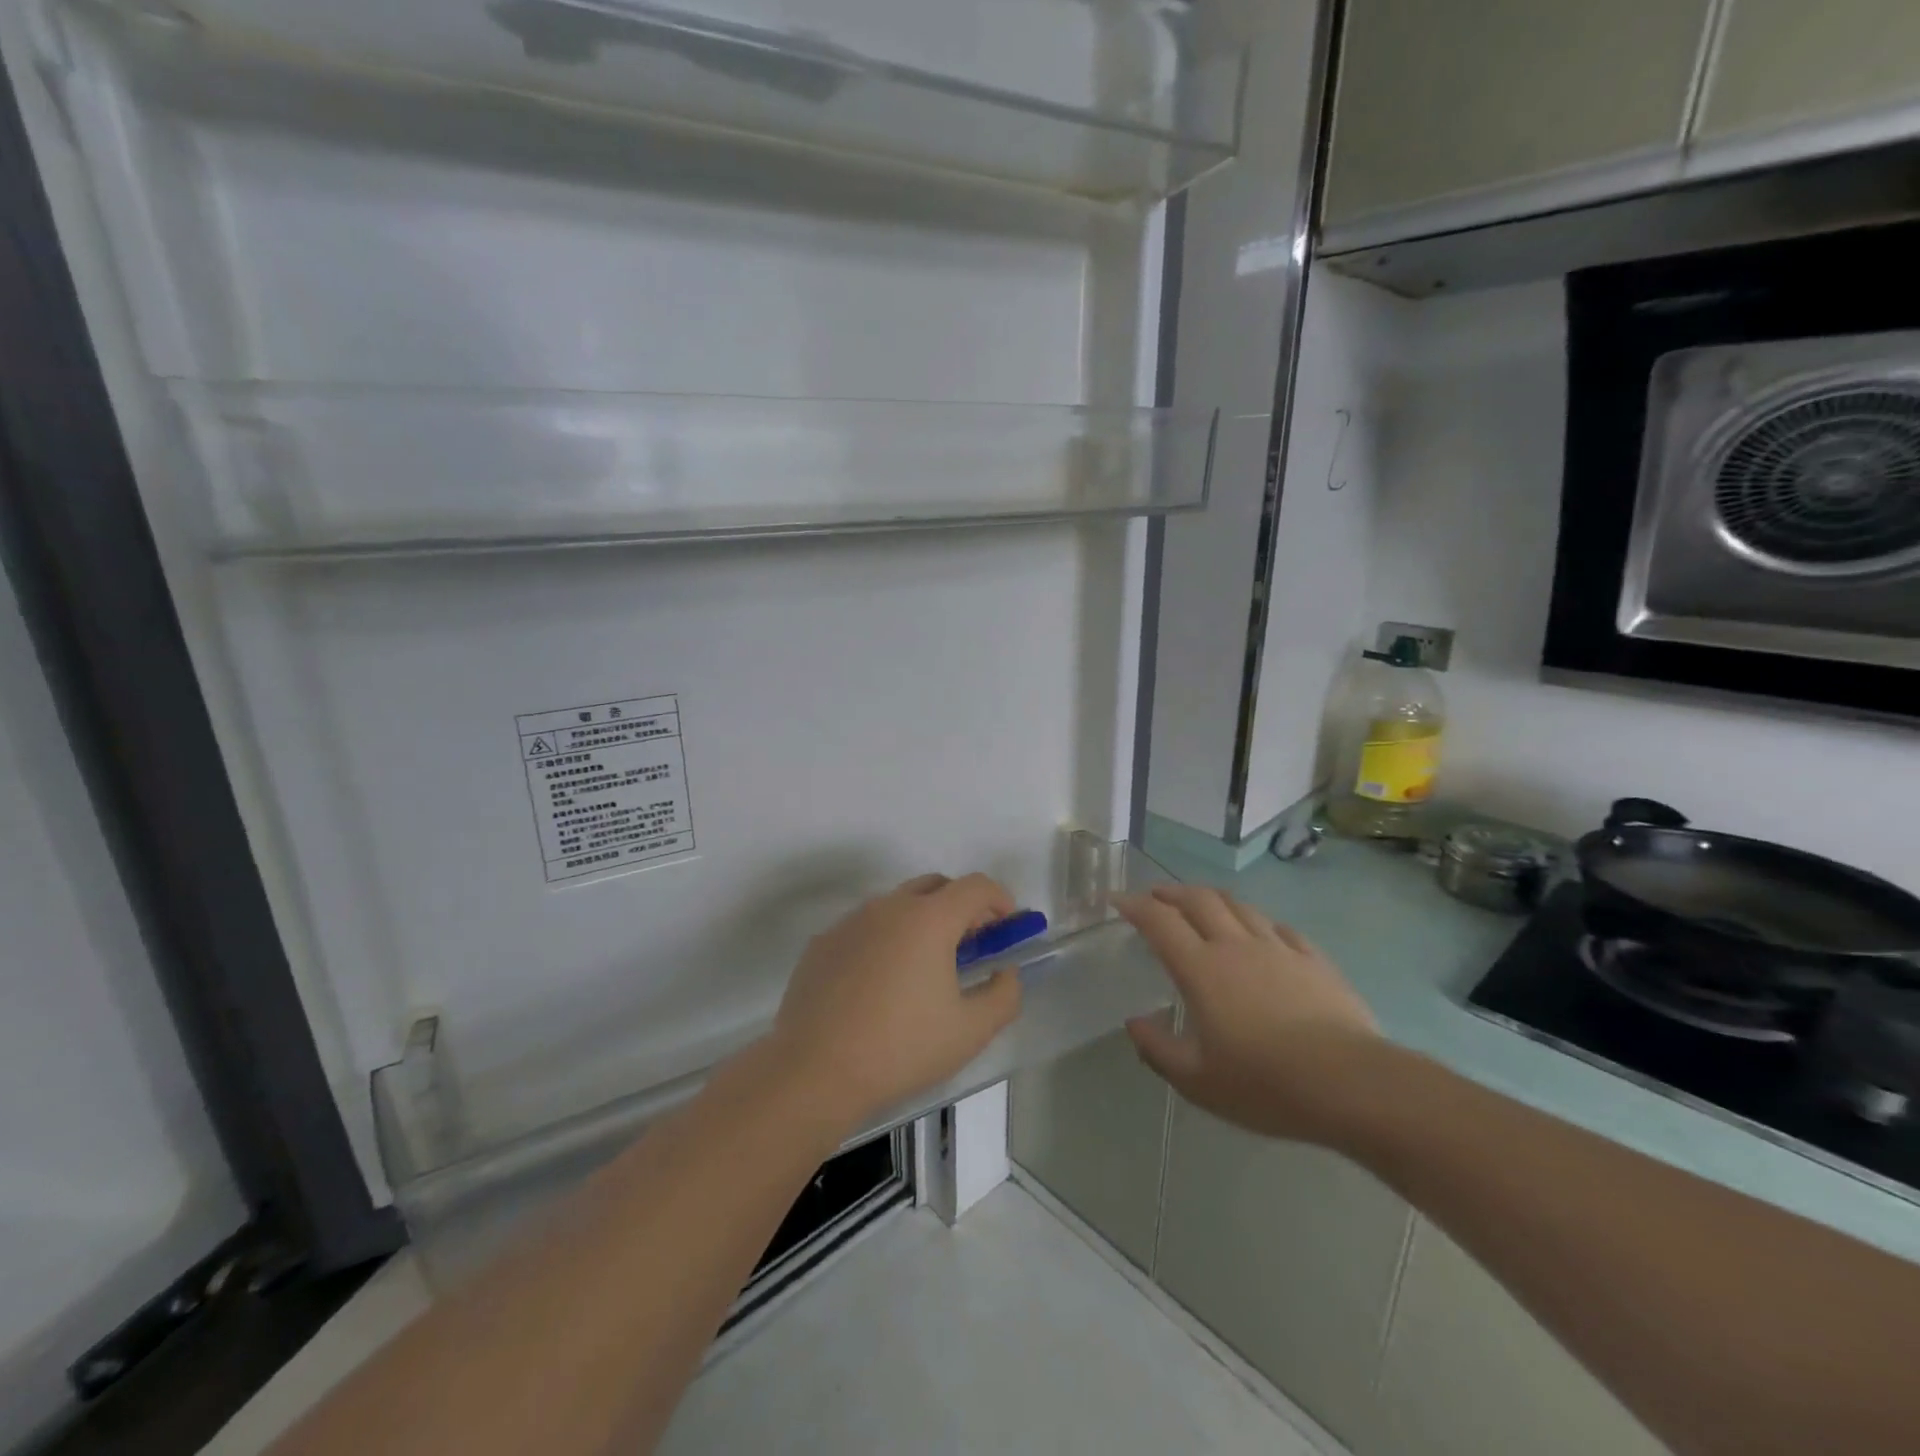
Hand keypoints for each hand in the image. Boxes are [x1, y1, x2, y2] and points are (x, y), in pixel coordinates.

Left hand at [771, 873, 1023, 1131]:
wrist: (813, 1071)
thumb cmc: (901, 1048)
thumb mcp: (971, 1031)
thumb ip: (1004, 994)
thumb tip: (1004, 972)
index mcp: (929, 918)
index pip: (976, 886)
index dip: (999, 900)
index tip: (1005, 929)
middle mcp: (889, 906)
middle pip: (936, 886)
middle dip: (961, 907)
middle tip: (969, 947)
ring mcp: (850, 921)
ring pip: (897, 905)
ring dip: (921, 923)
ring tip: (923, 971)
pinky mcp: (822, 943)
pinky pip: (865, 928)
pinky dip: (884, 941)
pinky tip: (879, 987)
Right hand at [1119, 885, 1380, 1144]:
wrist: (1350, 1084)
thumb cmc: (1264, 1083)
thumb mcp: (1197, 1081)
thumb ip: (1158, 1049)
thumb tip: (1133, 1023)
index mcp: (1201, 969)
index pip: (1160, 921)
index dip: (1135, 905)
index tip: (1117, 900)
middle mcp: (1235, 946)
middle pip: (1199, 900)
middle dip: (1171, 892)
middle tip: (1155, 896)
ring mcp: (1278, 949)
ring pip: (1239, 906)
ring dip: (1212, 898)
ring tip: (1201, 903)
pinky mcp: (1314, 960)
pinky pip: (1279, 928)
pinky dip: (1258, 922)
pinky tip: (1260, 932)